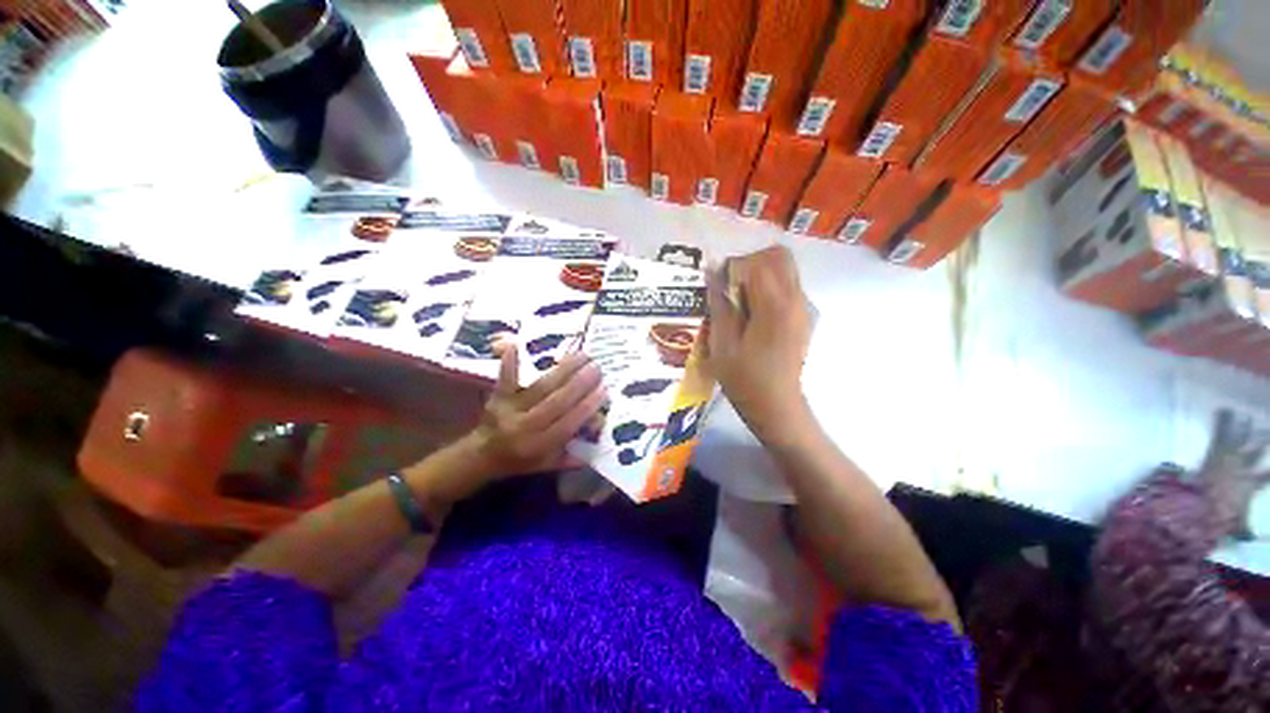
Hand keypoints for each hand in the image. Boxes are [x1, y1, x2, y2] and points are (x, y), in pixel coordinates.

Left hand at [468, 346, 605, 479]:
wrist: (481, 457)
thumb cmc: (520, 461)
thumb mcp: (548, 464)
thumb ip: (574, 453)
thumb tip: (599, 429)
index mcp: (538, 446)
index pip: (568, 424)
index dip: (587, 406)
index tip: (604, 388)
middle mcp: (524, 427)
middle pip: (556, 402)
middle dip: (580, 383)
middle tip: (597, 367)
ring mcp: (508, 410)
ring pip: (540, 387)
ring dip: (563, 369)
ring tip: (582, 355)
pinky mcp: (497, 397)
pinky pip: (506, 378)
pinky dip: (511, 361)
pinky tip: (518, 344)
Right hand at [706, 246, 812, 442]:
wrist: (777, 406)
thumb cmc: (745, 380)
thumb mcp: (722, 344)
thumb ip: (719, 305)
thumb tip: (712, 272)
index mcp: (774, 307)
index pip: (756, 262)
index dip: (732, 268)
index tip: (718, 287)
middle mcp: (795, 300)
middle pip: (778, 256)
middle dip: (750, 263)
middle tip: (731, 287)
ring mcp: (803, 308)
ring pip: (785, 268)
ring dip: (759, 274)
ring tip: (739, 301)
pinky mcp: (803, 316)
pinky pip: (787, 285)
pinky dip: (768, 286)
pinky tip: (753, 313)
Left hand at [1197, 410, 1269, 539]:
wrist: (1205, 505)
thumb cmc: (1220, 516)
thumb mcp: (1234, 527)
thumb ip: (1243, 532)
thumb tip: (1250, 540)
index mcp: (1250, 485)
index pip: (1265, 476)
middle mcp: (1244, 469)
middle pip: (1255, 452)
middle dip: (1261, 443)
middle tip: (1267, 434)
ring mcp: (1230, 458)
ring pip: (1241, 438)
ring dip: (1244, 428)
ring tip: (1246, 416)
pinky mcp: (1216, 451)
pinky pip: (1220, 433)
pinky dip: (1222, 420)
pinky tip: (1225, 409)